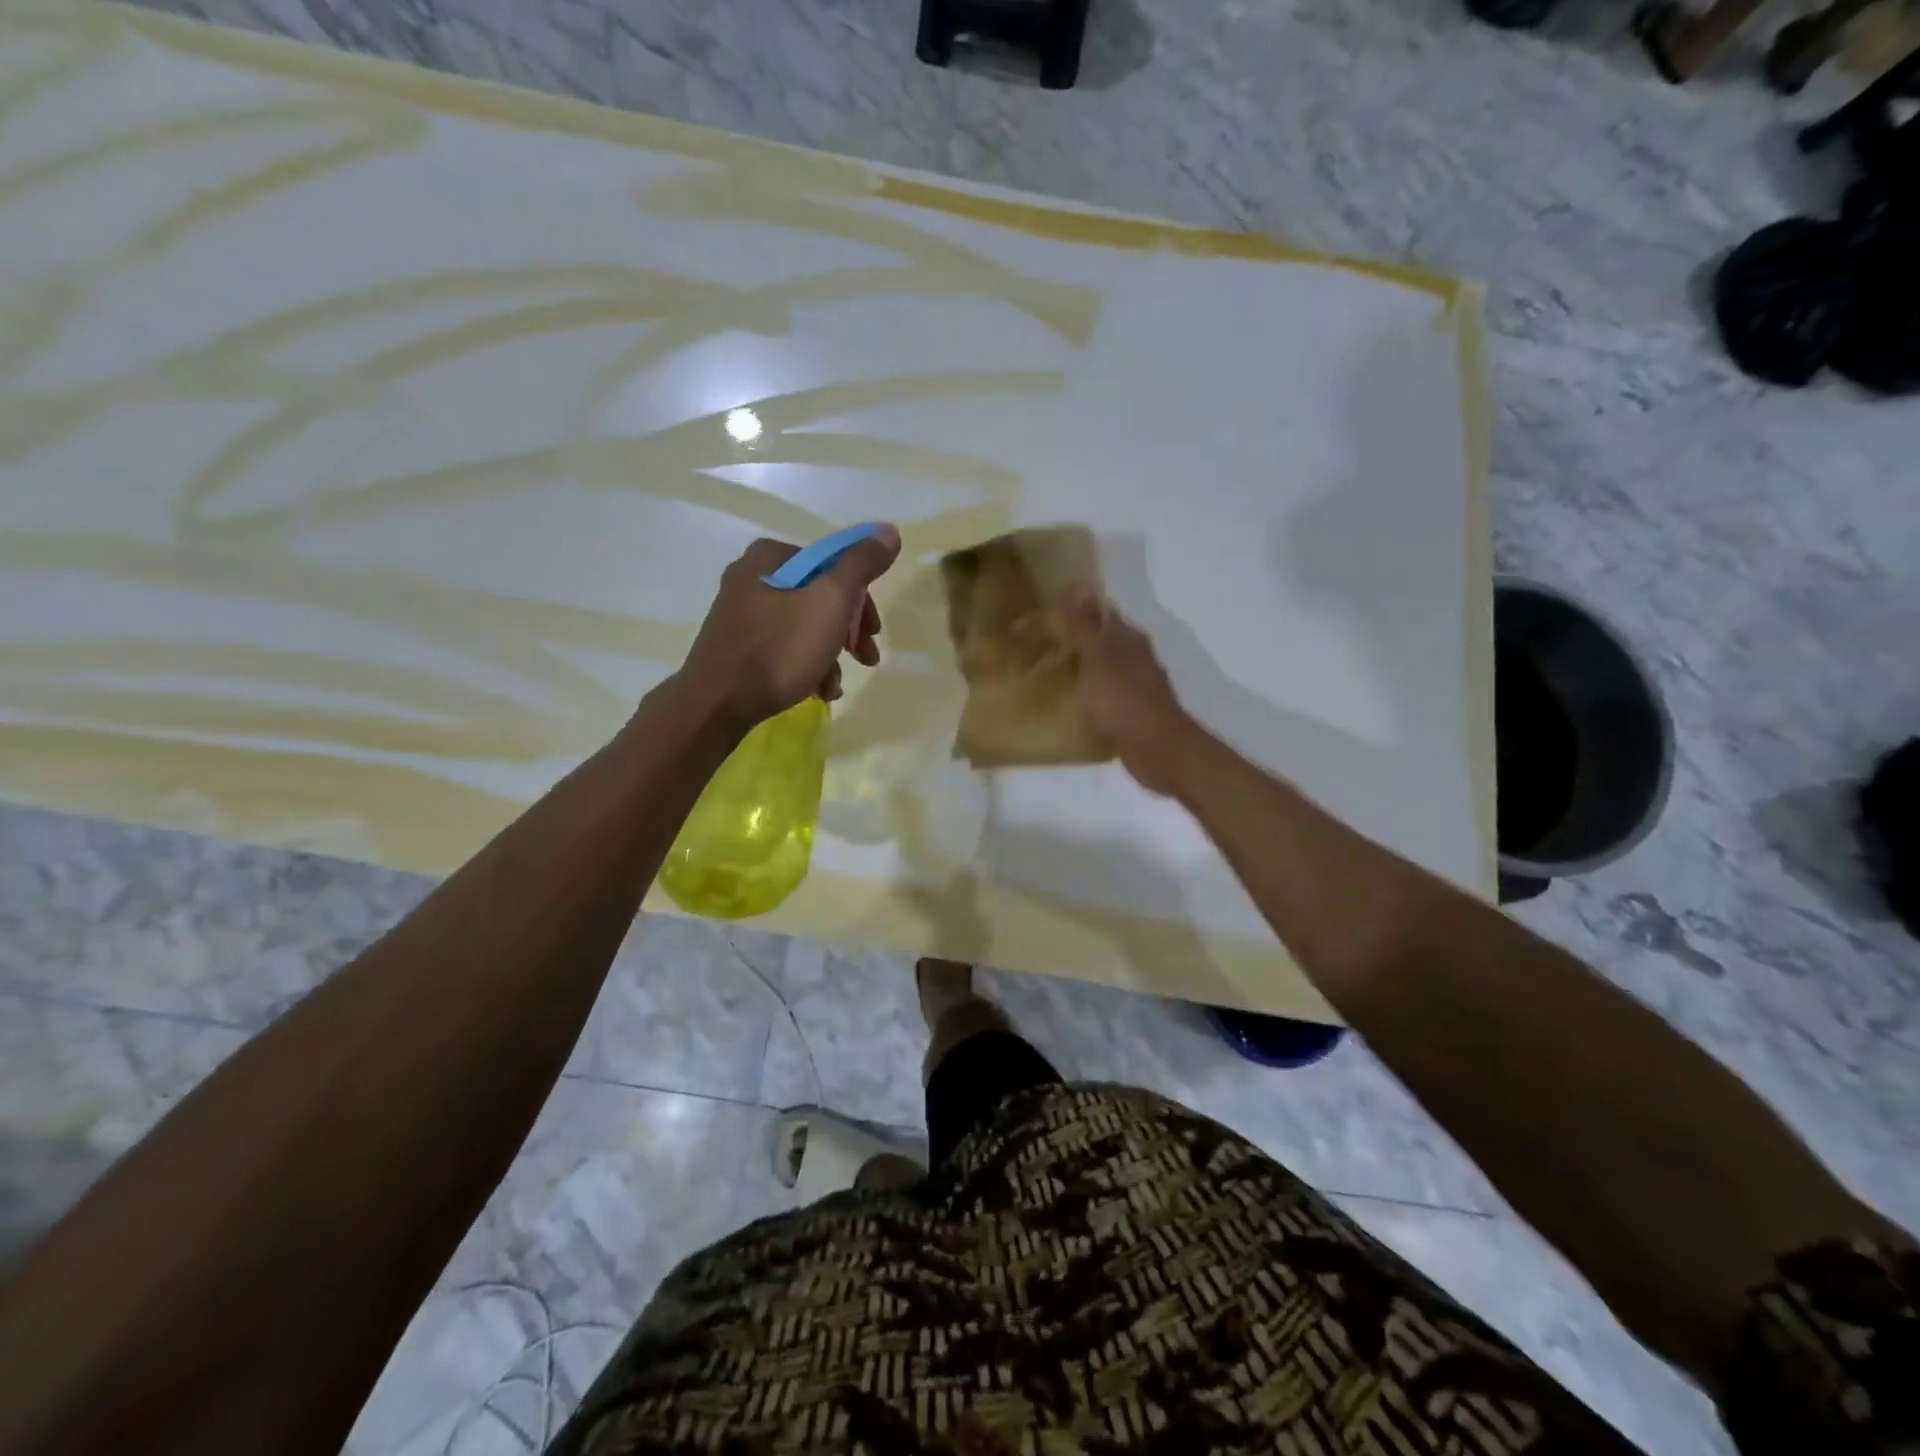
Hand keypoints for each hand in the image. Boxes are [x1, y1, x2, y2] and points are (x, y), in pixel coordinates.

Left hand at [678, 527, 901, 729]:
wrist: (717, 704)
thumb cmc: (779, 649)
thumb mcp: (830, 601)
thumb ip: (861, 564)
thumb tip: (888, 531)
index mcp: (770, 558)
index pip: (832, 564)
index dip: (861, 597)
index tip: (872, 630)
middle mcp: (751, 579)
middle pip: (819, 597)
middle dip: (848, 631)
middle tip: (866, 657)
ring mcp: (741, 616)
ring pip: (804, 627)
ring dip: (829, 655)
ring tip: (836, 685)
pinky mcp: (737, 648)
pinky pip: (783, 649)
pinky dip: (805, 667)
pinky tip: (816, 692)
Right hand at [1063, 588, 1199, 794]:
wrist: (1158, 751)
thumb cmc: (1125, 702)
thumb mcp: (1098, 660)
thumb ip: (1086, 626)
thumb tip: (1078, 583)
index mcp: (1130, 640)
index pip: (1103, 613)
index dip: (1077, 609)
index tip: (1048, 611)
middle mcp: (1137, 659)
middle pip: (1104, 642)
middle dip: (1077, 640)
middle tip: (1041, 642)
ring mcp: (1137, 688)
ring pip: (1105, 670)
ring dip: (1083, 669)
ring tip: (1049, 672)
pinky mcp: (1132, 714)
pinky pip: (1105, 697)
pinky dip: (1089, 696)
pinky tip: (1070, 703)